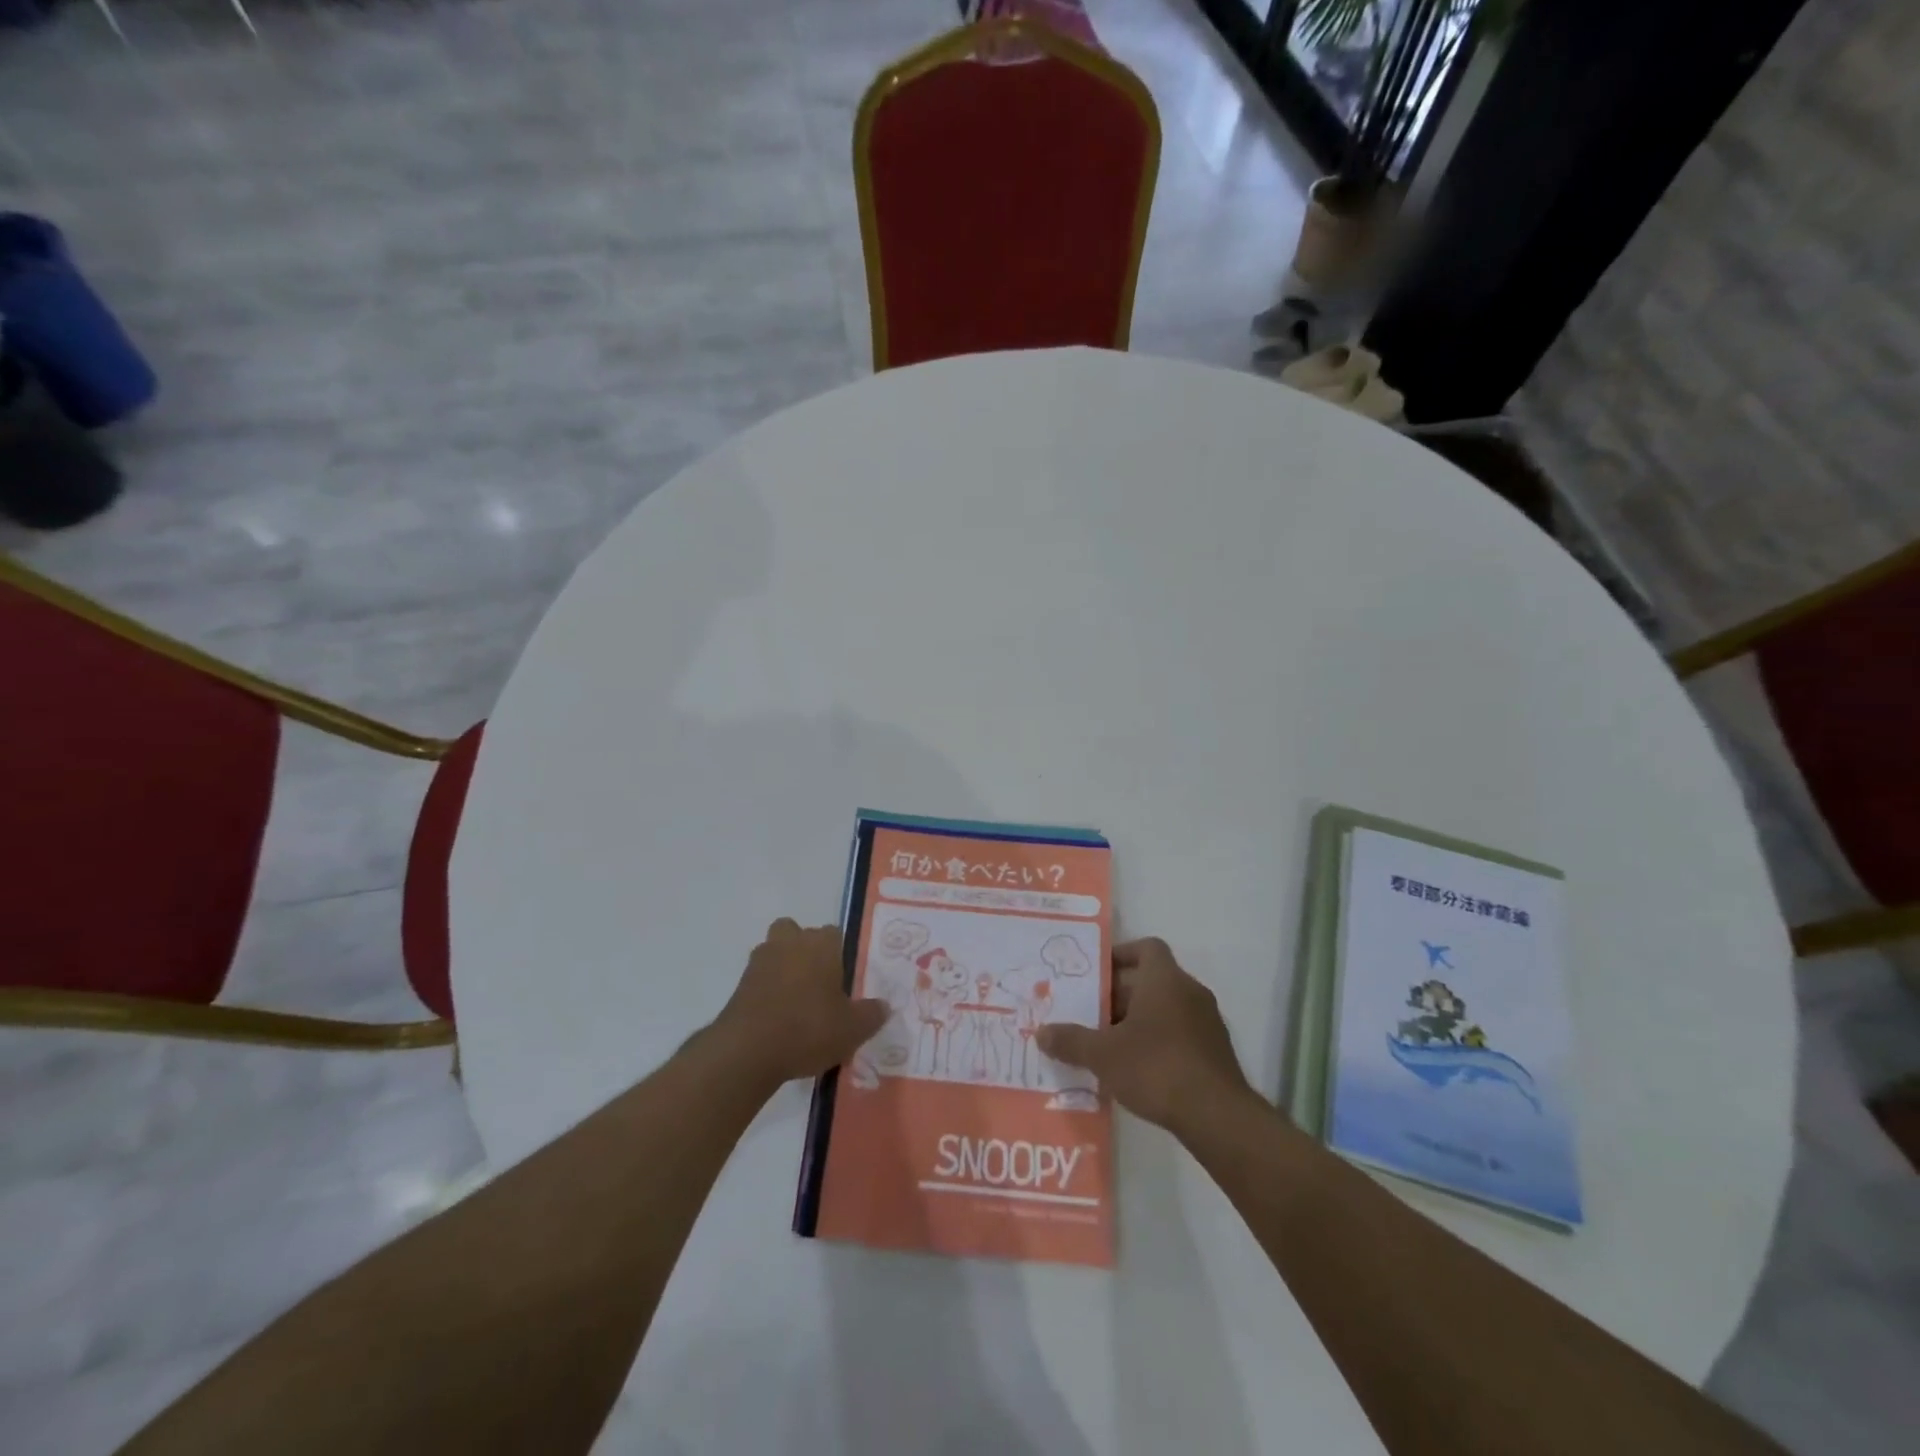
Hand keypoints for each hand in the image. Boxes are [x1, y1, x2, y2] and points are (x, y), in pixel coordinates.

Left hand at [713, 920, 888, 1088]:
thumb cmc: (808, 1029)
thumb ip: (872, 1014)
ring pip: (775, 952)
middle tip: (819, 984)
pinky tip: (778, 1019)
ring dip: (784, 968)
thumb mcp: (853, 1029)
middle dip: (806, 951)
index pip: (835, 934)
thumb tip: (884, 1006)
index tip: (845, 979)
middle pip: (798, 934)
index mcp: (821, 944)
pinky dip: (768, 991)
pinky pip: (760, 979)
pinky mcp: (739, 984)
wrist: (747, 1051)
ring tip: (797, 1003)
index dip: (840, 954)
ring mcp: (760, 961)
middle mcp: (790, 942)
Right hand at [1037, 938, 1253, 1133]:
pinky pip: (1180, 1033)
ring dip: (1138, 1020)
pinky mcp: (1215, 1052)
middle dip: (1120, 995)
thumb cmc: (1156, 1067)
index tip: (1097, 972)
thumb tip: (1042, 1033)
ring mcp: (1207, 1022)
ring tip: (1107, 1044)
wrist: (1217, 1116)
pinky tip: (1136, 1070)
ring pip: (1166, 1008)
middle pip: (1151, 980)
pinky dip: (1158, 1042)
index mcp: (1165, 979)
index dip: (1122, 954)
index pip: (1147, 947)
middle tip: (1089, 1013)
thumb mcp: (1103, 1054)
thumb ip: (1071, 1041)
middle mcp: (1190, 992)